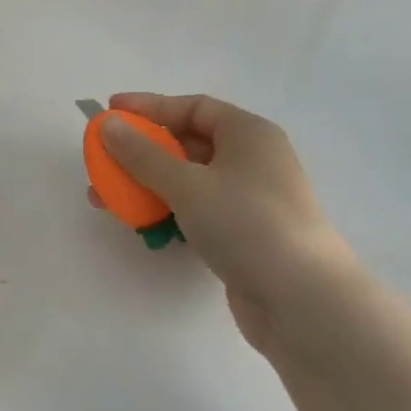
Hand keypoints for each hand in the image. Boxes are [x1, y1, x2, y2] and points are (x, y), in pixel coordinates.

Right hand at [93, 93, 353, 353]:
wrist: (305, 304)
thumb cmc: (247, 224)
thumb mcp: (187, 184)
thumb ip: (142, 154)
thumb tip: (108, 124)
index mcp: (248, 134)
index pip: (192, 107)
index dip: (149, 107)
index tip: (111, 110)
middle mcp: (252, 161)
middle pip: (187, 144)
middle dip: (141, 152)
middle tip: (104, 159)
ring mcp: (250, 201)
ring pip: (188, 181)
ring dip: (147, 186)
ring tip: (108, 199)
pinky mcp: (244, 237)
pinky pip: (197, 212)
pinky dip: (168, 212)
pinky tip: (142, 226)